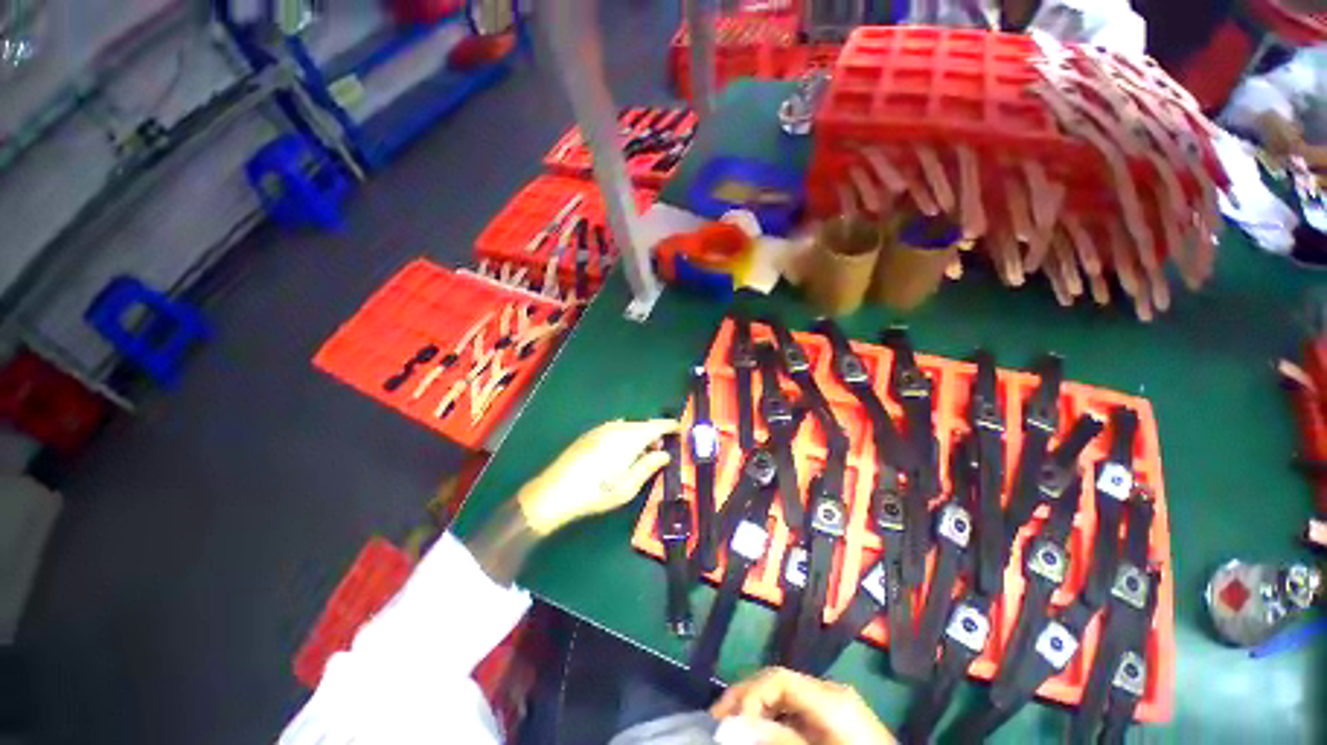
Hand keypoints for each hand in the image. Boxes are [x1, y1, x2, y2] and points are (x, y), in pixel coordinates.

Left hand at [517, 418, 679, 534]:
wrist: (554, 492)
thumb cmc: (597, 492)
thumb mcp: (628, 485)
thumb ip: (649, 466)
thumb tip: (665, 454)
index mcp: (630, 437)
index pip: (657, 425)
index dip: (670, 426)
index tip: (680, 430)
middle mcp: (617, 427)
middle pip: (643, 424)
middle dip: (655, 433)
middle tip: (661, 450)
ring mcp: (601, 428)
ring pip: (629, 426)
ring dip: (639, 435)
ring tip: (641, 454)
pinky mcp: (590, 434)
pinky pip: (616, 429)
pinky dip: (626, 436)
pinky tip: (621, 453)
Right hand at [711, 667, 895, 744]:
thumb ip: (779, 741)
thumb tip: (731, 726)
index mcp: (829, 697)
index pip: (777, 678)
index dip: (748, 695)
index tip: (727, 725)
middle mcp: (830, 692)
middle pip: (778, 682)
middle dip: (746, 699)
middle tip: (717, 723)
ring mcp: (835, 706)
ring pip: (785, 698)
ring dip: (757, 712)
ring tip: (734, 730)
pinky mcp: (836, 722)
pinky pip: (797, 713)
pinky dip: (775, 722)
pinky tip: (762, 735)